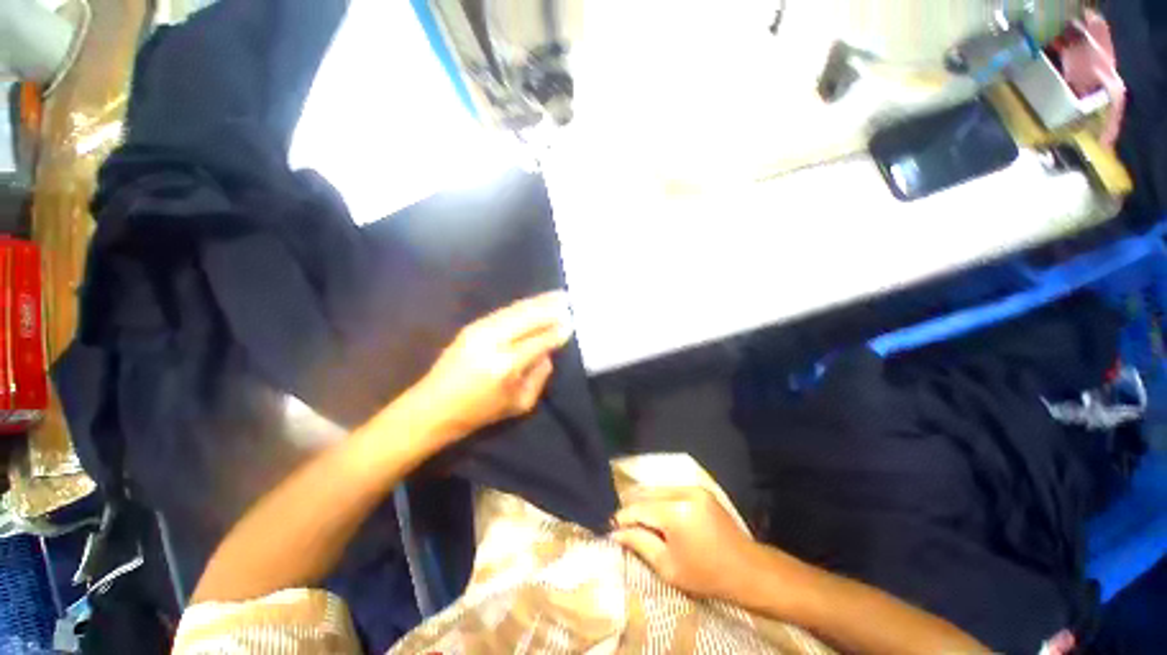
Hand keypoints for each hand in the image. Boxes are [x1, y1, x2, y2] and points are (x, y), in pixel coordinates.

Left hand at [411, 290, 573, 441]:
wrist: (433, 407)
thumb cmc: (480, 412)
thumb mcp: (520, 404)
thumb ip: (540, 376)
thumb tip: (549, 351)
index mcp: (506, 365)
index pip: (540, 340)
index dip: (557, 331)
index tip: (571, 324)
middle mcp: (493, 342)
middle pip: (528, 317)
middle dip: (550, 308)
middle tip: (567, 300)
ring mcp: (479, 330)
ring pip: (516, 310)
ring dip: (538, 301)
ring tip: (556, 294)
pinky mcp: (471, 326)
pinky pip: (504, 311)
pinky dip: (522, 305)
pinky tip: (534, 302)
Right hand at [612, 488, 757, 600]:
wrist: (747, 569)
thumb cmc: (706, 574)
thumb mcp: (668, 567)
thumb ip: (640, 544)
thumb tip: (616, 532)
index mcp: (675, 512)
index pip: (639, 508)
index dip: (623, 517)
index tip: (612, 528)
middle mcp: (683, 492)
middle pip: (647, 494)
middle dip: (634, 509)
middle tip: (624, 526)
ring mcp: (693, 488)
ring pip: (658, 490)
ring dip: (646, 503)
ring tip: (639, 520)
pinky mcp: (701, 489)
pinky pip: (671, 490)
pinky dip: (660, 500)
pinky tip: (658, 514)